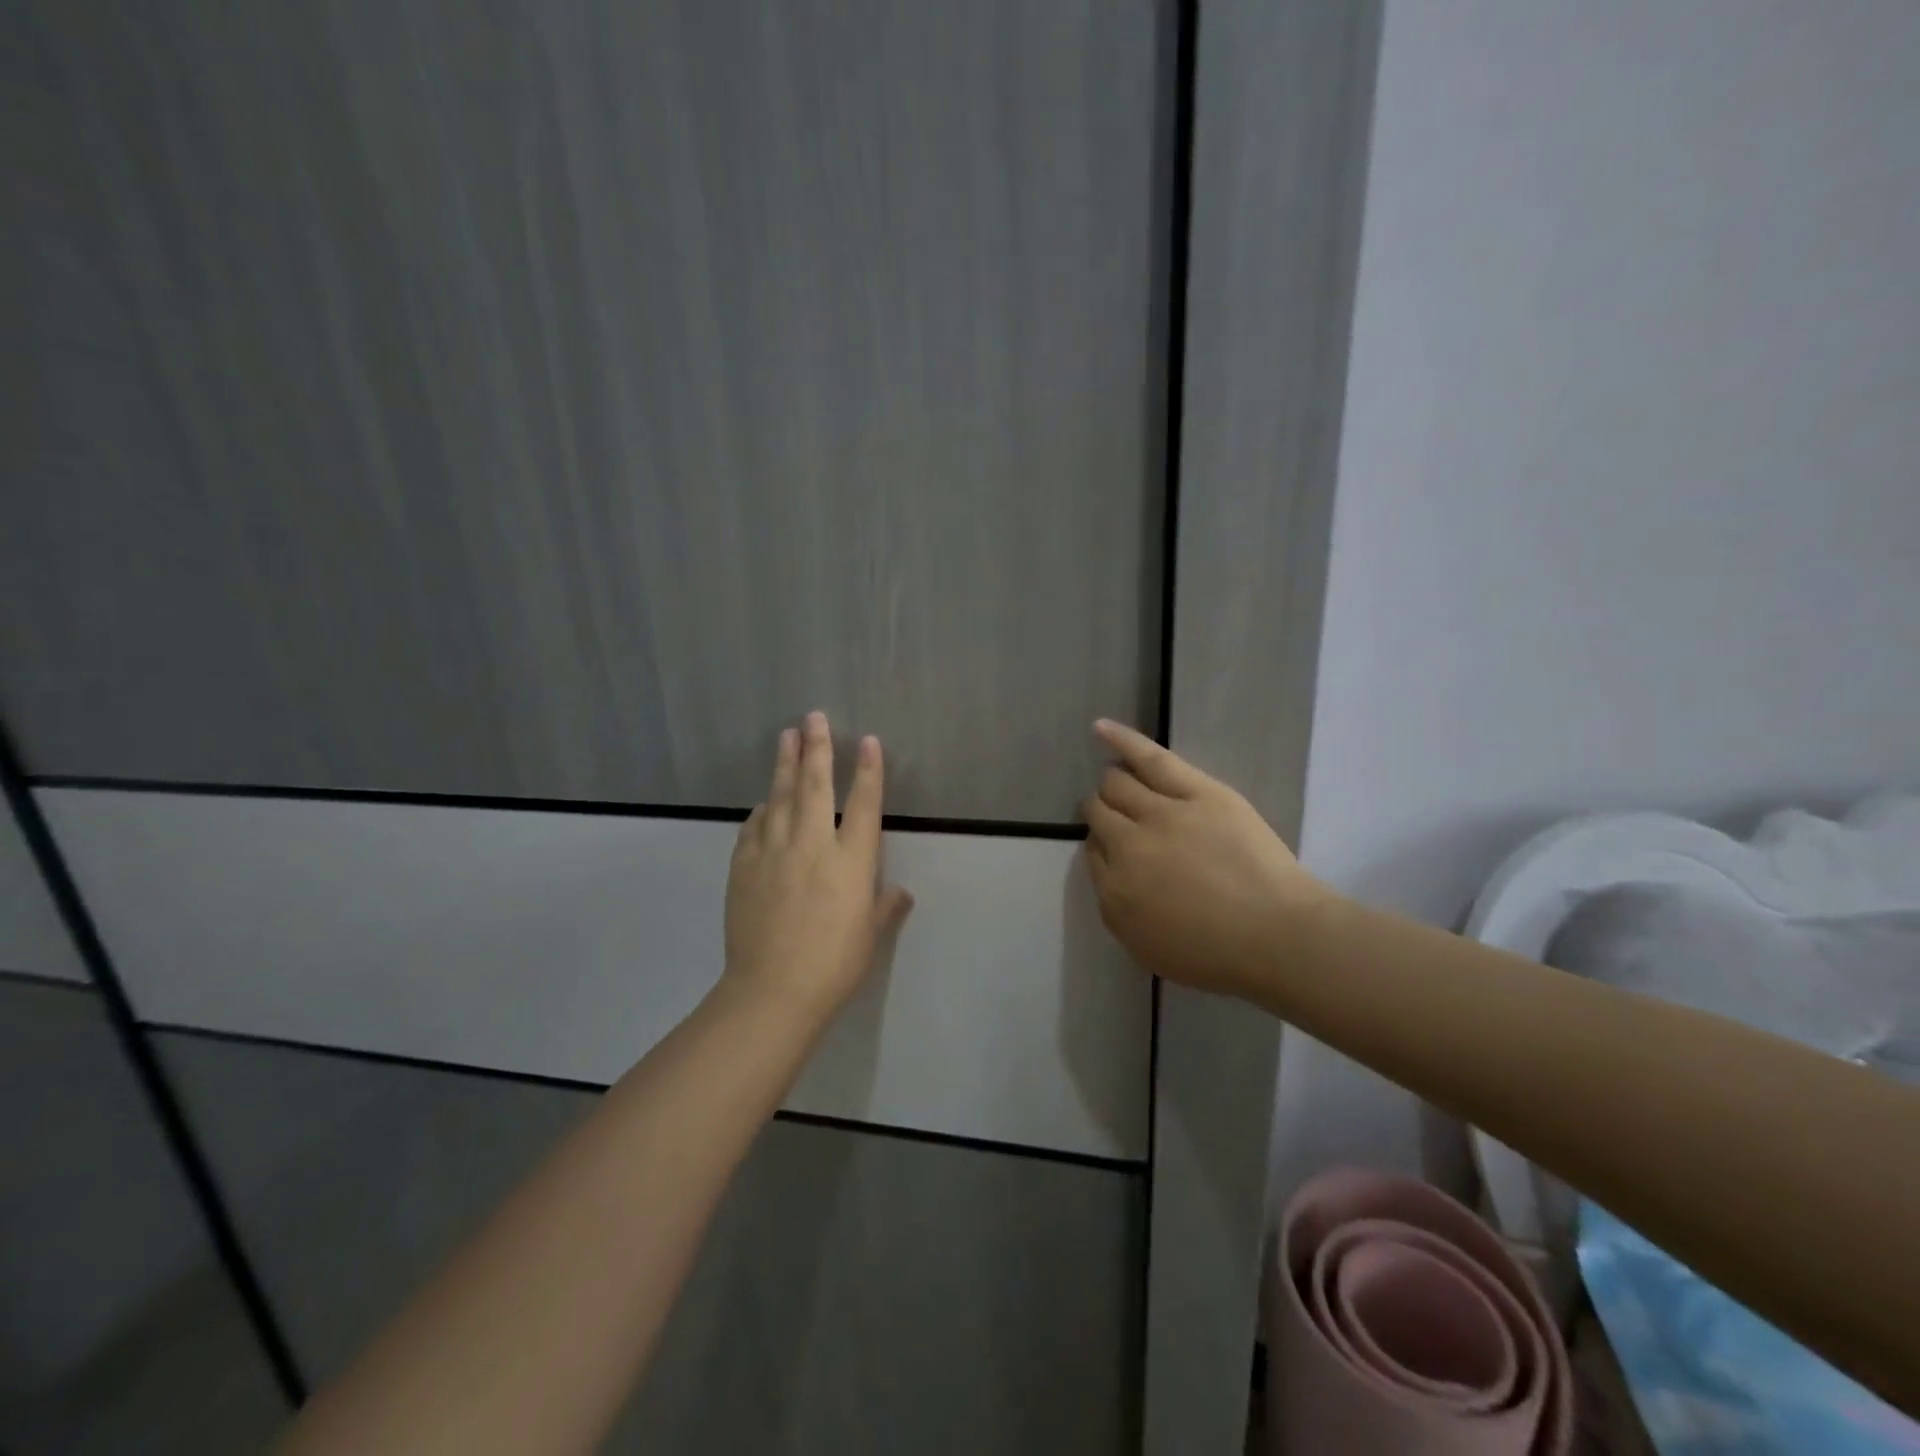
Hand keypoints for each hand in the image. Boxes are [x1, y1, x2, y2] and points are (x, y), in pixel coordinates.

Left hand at [722, 711, 913, 1024]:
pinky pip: (752, 827)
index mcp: (850, 860)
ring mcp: (773, 852)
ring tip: (787, 736)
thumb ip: (886, 907)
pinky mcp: (743, 867)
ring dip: (785, 764)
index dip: (868, 770)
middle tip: (813, 716)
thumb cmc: (834, 965)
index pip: (864, 804)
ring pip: (779, 796)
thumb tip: (900, 892)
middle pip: (815, 785)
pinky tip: (763, 802)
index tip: (867, 741)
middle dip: (817, 747)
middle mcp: (812, 844)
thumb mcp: (870, 935)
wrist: (772, 992)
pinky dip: (761, 810)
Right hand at [1082, 720, 1328, 1000]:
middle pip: (1099, 814)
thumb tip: (1109, 871)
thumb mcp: (1147, 948)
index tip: (1120, 851)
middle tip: (1123, 821)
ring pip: (1116, 784)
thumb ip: (1117, 907)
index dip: (1104, 847)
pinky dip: (1121, 740)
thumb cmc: (1218, 955)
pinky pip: (1148, 758)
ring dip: (1113, 786)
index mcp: (1114, 892)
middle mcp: (1126, 847)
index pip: (1093, 852)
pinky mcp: (1194, 791)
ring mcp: (1159, 814)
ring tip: (1123, 787)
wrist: (1278, 937)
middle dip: (1102, 814)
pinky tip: (1100, 729)